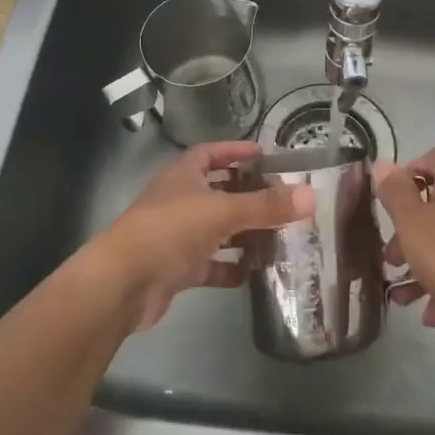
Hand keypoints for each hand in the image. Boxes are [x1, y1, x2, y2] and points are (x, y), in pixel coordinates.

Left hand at [93, 141, 313, 331]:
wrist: (123, 283)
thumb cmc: (170, 231)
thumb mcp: (222, 212)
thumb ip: (267, 206)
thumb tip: (311, 196)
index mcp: (183, 175)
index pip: (211, 153)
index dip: (236, 151)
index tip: (265, 155)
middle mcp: (178, 200)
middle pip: (217, 191)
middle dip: (247, 194)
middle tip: (281, 199)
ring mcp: (176, 235)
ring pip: (216, 229)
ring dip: (242, 233)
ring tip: (277, 236)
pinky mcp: (176, 268)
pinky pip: (209, 264)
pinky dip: (228, 267)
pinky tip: (252, 273)